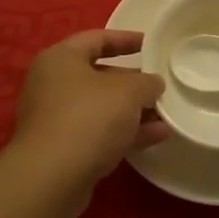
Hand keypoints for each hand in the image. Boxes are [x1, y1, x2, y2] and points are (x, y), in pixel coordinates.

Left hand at [8, 29, 168, 214]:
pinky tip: (157, 137)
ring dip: (132, 111)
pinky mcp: (61, 149)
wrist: (51, 178)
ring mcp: (55, 119)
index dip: (125, 39)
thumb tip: (153, 84)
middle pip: (99, 75)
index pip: (96, 39)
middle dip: (132, 82)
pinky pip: (98, 132)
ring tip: (166, 114)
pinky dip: (124, 133)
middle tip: (160, 85)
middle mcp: (52, 84)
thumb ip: (146, 83)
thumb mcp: (128, 91)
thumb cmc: (89, 117)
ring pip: (100, 108)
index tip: (150, 44)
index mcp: (61, 58)